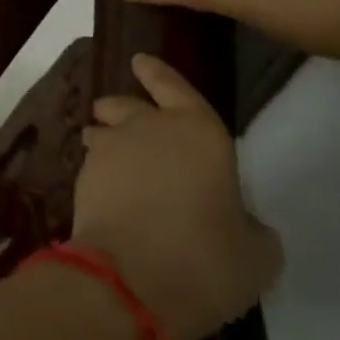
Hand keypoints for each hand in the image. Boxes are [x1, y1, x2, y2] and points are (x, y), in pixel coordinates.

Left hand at [71, 54, 281, 339]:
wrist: (129, 279)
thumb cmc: (206, 260)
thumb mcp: (256, 255)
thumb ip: (250, 227)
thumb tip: (241, 222)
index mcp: (198, 132)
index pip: (175, 87)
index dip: (158, 74)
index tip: (141, 61)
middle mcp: (149, 128)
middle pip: (129, 105)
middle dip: (124, 107)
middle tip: (123, 116)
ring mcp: (110, 149)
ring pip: (103, 131)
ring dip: (106, 138)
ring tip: (114, 157)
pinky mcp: (82, 175)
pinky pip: (93, 165)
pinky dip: (100, 174)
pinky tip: (110, 195)